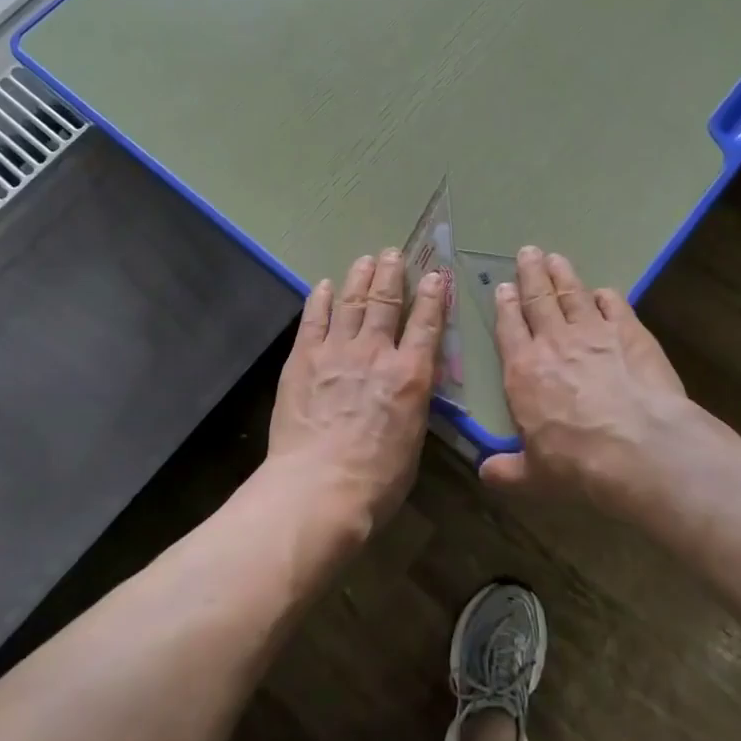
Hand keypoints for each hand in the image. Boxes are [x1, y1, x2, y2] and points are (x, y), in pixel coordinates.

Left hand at [266, 249, 445, 531]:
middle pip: (386, 301)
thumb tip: (409, 386)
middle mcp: (376, 352)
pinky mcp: (303, 358)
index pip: (426, 324)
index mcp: (410, 375)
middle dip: (392, 274)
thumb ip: (412, 402)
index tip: (436, 275)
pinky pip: (314, 319)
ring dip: (360, 277)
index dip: (433, 296)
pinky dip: (320, 299)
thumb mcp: (413, 440)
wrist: (319, 487)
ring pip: (352, 302)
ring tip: (365, 259)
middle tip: (394, 253)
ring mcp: (337, 351)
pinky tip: (323, 286)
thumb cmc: (376, 479)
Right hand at [481, 248, 703, 505]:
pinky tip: (604, 292)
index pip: (509, 328)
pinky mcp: (630, 332)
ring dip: (562, 274)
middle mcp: (554, 342)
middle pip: (538, 298)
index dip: (505, 306)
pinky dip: (606, 296)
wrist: (638, 447)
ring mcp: (593, 332)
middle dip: (531, 274)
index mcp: (523, 371)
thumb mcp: (534, 476)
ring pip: (572, 293)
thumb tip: (485, 474)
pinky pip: (614, 305)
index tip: (503, 288)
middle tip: (528, 252)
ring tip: (555, 257)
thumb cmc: (577, 463)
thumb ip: (508, 471)